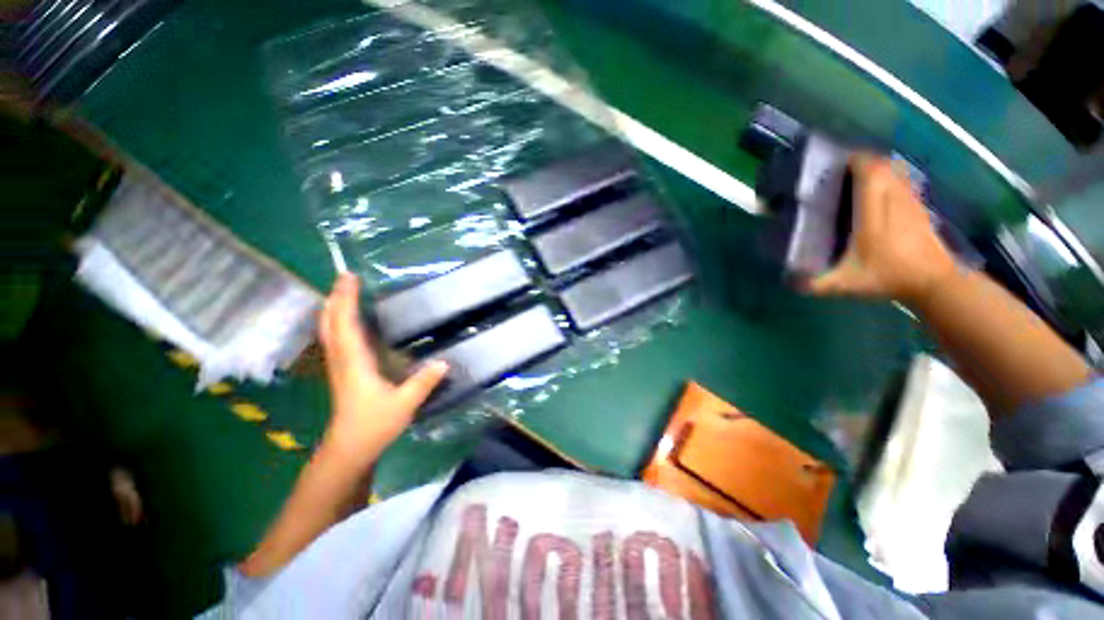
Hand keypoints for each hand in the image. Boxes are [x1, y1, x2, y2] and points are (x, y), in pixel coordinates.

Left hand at [318, 273, 447, 463]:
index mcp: (355, 361)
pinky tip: (348, 323)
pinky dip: (338, 324)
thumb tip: (445, 361)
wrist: (349, 449)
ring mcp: (339, 366)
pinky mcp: (343, 372)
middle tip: (344, 279)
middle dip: (335, 298)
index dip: (346, 299)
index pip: (345, 324)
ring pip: (329, 331)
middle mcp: (342, 359)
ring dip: (334, 309)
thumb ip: (424, 381)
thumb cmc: (374, 424)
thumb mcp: (404, 403)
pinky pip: (335, 340)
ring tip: (343, 293)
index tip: (349, 277)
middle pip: (330, 323)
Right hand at [808, 154, 959, 304]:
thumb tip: (790, 283)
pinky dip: (893, 177)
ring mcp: (910, 203)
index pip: (870, 174)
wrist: (934, 282)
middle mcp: (893, 202)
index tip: (840, 160)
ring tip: (861, 174)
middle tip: (845, 168)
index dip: (857, 161)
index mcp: (872, 215)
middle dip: (865, 160)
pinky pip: (905, 181)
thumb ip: (816, 284)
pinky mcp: (920, 208)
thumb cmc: (888, 278)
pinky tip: (882, 188)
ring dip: (880, 166)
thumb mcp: (846, 284)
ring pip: (897, 171)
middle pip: (884, 166)